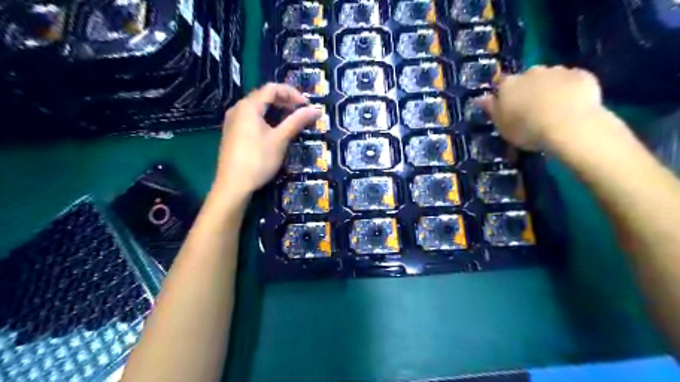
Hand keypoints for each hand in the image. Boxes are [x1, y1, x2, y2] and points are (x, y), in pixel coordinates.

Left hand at [214, 82, 322, 195]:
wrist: (233, 185)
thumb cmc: (258, 160)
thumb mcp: (280, 140)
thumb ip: (297, 121)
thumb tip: (316, 110)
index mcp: (248, 106)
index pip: (272, 88)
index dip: (292, 93)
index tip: (306, 106)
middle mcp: (238, 108)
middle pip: (264, 96)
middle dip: (285, 101)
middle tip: (301, 113)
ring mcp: (232, 121)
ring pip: (257, 107)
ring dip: (276, 110)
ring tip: (290, 121)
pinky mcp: (232, 133)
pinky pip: (251, 118)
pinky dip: (266, 119)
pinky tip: (274, 131)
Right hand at [480, 65, 602, 148]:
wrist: (569, 125)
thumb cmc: (527, 129)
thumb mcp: (501, 125)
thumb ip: (491, 109)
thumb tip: (480, 98)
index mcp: (509, 84)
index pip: (502, 85)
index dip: (505, 95)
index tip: (509, 108)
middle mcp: (531, 72)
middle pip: (527, 78)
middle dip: (529, 89)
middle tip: (532, 109)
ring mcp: (558, 71)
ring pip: (550, 77)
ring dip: (550, 88)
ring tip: (555, 108)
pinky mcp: (582, 75)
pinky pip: (573, 81)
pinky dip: (571, 89)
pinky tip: (573, 105)